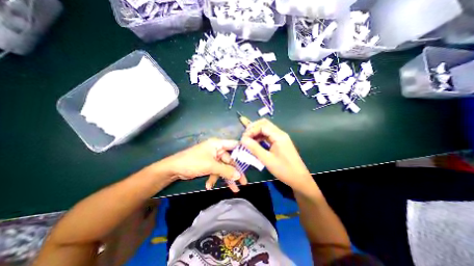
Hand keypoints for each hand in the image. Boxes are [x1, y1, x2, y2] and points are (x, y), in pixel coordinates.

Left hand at [165, 139, 248, 191]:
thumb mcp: (210, 166)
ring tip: (233, 189)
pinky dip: (214, 178)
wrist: (174, 169)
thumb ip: (226, 170)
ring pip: (223, 167)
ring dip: (226, 178)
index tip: (250, 160)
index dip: (242, 151)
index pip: (234, 145)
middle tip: (243, 182)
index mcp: (218, 144)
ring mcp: (212, 157)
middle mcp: (216, 149)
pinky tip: (209, 186)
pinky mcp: (208, 164)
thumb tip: (239, 175)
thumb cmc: (193, 162)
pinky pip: (216, 171)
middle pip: (230, 160)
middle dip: (235, 172)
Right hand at [241, 120, 313, 191]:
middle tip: (245, 136)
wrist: (299, 179)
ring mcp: (280, 138)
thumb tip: (243, 139)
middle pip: (264, 124)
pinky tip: (254, 143)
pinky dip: (260, 137)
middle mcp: (280, 133)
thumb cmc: (284, 169)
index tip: (243, 139)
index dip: (251, 130)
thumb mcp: (267, 159)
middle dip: (253, 128)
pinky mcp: (279, 142)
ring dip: (256, 132)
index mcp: (278, 136)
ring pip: (266, 129)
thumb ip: (254, 148)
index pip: (262, 126)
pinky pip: (268, 136)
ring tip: (247, 140)